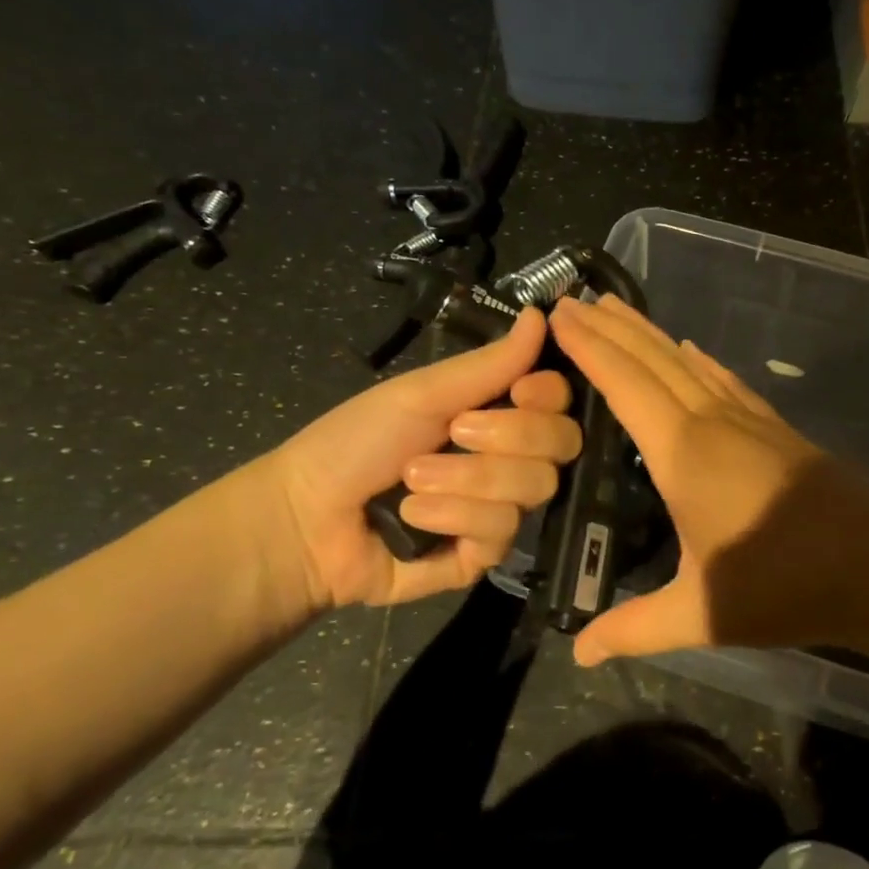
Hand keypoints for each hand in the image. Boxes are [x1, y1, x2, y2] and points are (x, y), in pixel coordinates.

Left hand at [272, 307, 581, 608]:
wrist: (307, 518)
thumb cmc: (358, 441)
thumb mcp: (423, 393)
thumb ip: (490, 363)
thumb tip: (543, 314)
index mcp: (497, 413)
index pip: (560, 401)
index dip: (549, 396)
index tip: (520, 392)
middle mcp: (510, 458)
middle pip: (561, 443)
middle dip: (506, 437)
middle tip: (453, 433)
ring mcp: (501, 507)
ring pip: (535, 487)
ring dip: (467, 479)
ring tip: (412, 481)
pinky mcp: (486, 554)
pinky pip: (502, 530)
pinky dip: (453, 517)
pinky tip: (412, 518)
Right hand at [548, 295, 868, 666]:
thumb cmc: (783, 586)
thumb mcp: (700, 613)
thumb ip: (635, 628)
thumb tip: (579, 653)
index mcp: (683, 453)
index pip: (624, 384)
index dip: (589, 347)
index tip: (560, 314)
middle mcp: (711, 422)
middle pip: (652, 360)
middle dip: (611, 328)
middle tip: (575, 299)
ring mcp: (748, 420)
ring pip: (687, 363)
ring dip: (649, 334)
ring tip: (618, 308)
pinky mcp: (775, 429)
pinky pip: (725, 380)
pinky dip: (698, 360)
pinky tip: (690, 349)